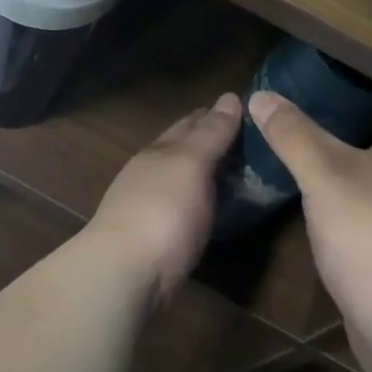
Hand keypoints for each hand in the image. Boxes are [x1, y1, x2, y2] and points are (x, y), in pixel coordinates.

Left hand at [86, 92, 239, 304]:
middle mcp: (150, 173)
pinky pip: (183, 209)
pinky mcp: (153, 240)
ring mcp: (148, 207)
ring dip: (206, 174)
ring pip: (182, 180)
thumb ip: (210, 134)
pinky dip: (200, 202)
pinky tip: (212, 210)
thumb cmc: (161, 211)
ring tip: (238, 175)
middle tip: (249, 142)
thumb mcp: (190, 164)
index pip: (190, 122)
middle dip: (210, 141)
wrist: (122, 275)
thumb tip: (229, 97)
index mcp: (159, 150)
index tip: (245, 109)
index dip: (215, 114)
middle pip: (183, 150)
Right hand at [247, 92, 371, 346]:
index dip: (368, 86)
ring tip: (314, 149)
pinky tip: (329, 202)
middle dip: (356, 123)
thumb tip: (261, 95)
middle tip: (312, 108)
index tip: (331, 76)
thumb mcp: (323, 174)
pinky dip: (361, 200)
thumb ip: (293, 134)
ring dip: (358, 165)